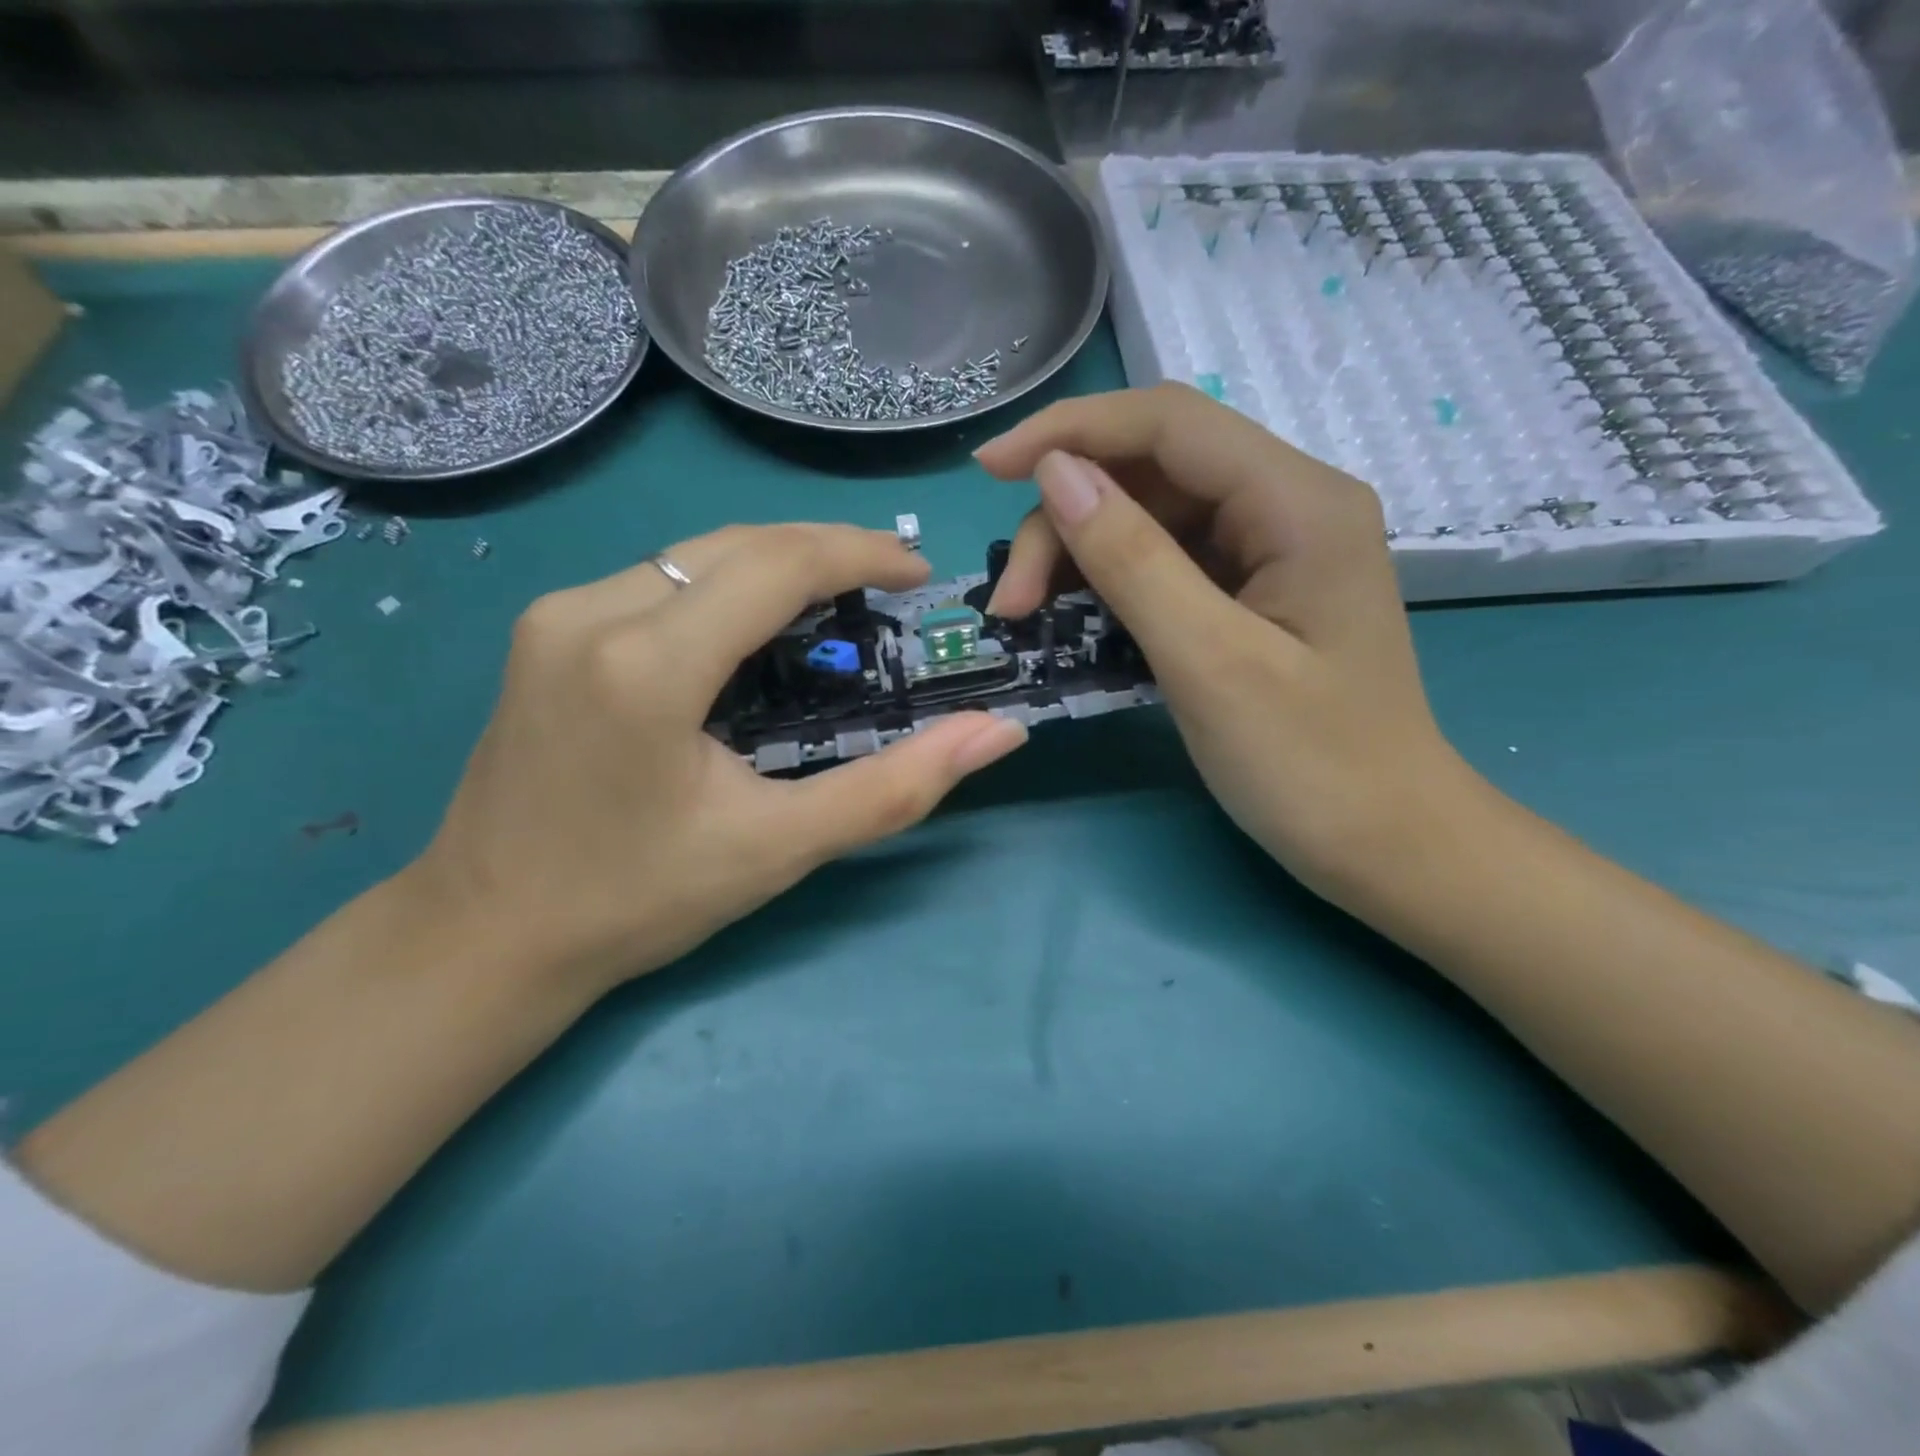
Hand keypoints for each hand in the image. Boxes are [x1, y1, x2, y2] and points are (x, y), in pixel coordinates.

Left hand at [413, 524, 1028, 991]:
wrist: (488, 935)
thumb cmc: (638, 900)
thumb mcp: (779, 848)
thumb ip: (895, 788)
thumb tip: (997, 735)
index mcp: (648, 665)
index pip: (776, 565)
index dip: (860, 553)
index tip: (918, 572)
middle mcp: (591, 612)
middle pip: (737, 543)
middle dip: (825, 549)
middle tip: (889, 584)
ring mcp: (557, 614)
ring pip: (695, 552)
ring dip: (775, 563)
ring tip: (837, 601)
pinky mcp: (545, 630)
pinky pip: (658, 577)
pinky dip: (724, 584)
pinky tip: (755, 626)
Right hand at [975, 383, 1479, 904]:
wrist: (1387, 844)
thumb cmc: (1310, 764)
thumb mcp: (1209, 662)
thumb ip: (1132, 560)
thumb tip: (1056, 474)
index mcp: (1298, 502)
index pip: (1169, 423)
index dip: (1070, 431)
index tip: (988, 470)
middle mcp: (1288, 505)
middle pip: (1153, 470)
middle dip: (1067, 518)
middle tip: (1013, 605)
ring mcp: (1271, 550)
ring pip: (1151, 515)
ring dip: (1080, 553)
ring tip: (1030, 616)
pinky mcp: (1253, 592)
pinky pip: (1167, 561)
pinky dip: (1111, 582)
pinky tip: (1076, 618)